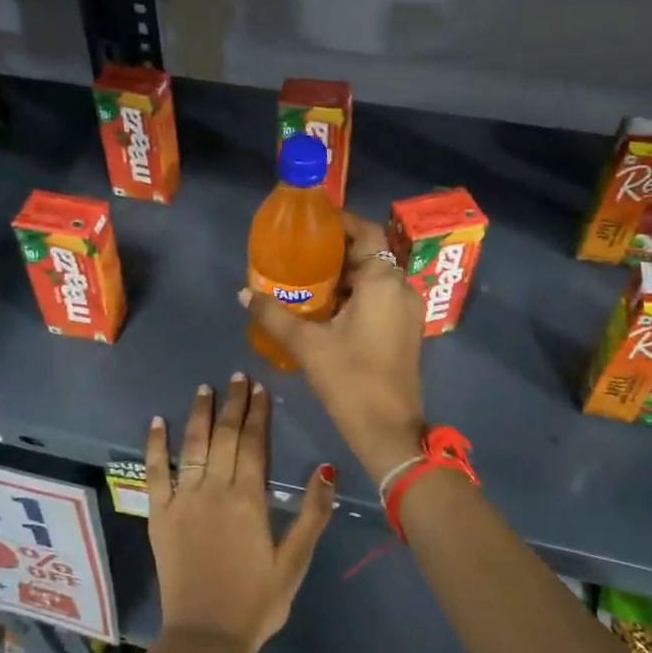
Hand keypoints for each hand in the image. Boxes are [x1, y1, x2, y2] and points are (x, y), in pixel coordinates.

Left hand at [145, 375, 335, 652]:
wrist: (205, 637)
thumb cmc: (257, 601)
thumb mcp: (295, 562)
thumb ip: (312, 514)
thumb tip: (327, 468)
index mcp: (249, 499)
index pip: (254, 443)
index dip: (257, 413)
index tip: (259, 388)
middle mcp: (214, 490)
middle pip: (225, 436)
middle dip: (232, 404)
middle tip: (237, 377)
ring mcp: (183, 500)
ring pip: (192, 446)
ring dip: (199, 414)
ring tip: (205, 389)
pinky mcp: (159, 515)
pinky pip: (155, 472)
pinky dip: (155, 445)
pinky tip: (158, 422)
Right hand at [243, 212, 426, 481]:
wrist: (389, 429)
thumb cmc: (350, 379)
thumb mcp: (307, 345)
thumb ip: (274, 315)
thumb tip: (244, 293)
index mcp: (383, 281)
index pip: (366, 232)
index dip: (340, 223)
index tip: (310, 225)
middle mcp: (401, 288)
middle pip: (370, 254)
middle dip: (336, 252)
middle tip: (299, 254)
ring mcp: (407, 311)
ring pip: (375, 279)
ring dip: (345, 276)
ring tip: (306, 281)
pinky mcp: (405, 332)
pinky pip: (380, 299)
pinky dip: (356, 296)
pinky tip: (326, 310)